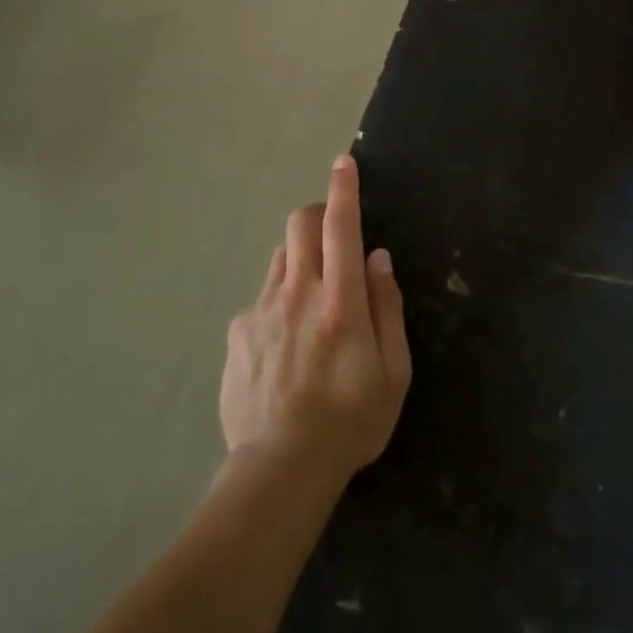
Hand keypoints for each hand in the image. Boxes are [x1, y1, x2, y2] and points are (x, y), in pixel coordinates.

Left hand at [220, 155, 411, 486]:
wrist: (279, 470)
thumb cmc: (350, 422)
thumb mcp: (393, 373)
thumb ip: (387, 307)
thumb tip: (377, 258)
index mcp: (341, 302)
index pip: (341, 227)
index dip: (344, 189)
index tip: (343, 163)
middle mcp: (298, 293)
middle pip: (300, 224)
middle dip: (318, 215)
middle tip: (333, 239)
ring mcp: (262, 310)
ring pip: (281, 257)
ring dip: (300, 261)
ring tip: (310, 304)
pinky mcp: (238, 331)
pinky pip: (261, 298)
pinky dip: (278, 303)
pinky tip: (282, 347)